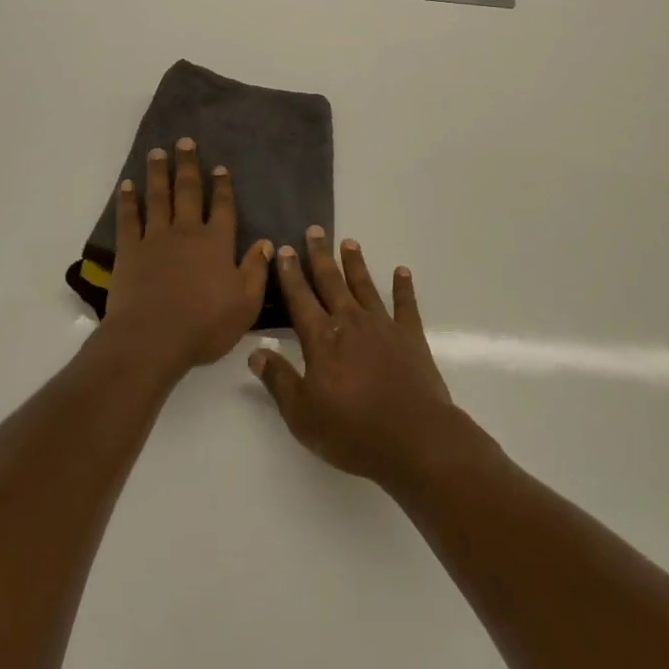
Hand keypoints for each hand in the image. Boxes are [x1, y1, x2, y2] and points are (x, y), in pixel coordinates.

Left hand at [104, 138, 271, 378]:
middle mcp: (187, 232)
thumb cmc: (204, 325)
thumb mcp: (245, 305)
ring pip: (158, 197)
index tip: (219, 167)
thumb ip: (256, 271)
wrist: (151, 339)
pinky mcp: (129, 250)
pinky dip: (128, 200)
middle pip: (188, 191)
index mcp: (216, 243)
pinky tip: (127, 186)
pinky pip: (128, 218)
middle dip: (188, 165)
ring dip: (158, 173)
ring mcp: (155, 238)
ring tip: (157, 152)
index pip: (222, 207)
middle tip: (184, 141)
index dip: (222, 187)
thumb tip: (266, 243)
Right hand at [249, 229, 466, 488]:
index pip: (300, 299)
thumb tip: (255, 353)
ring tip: (349, 242)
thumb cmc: (352, 430)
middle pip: (331, 282)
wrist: (413, 438)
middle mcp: (350, 322)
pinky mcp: (410, 336)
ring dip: (355, 264)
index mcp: (321, 339)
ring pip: (364, 286)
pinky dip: (403, 287)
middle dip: (320, 256)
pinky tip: (402, 271)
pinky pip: (406, 305)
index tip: (284, 249)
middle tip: (314, 230)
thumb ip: (278, 380)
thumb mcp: (302, 414)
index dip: (290, 274)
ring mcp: (382, 326)